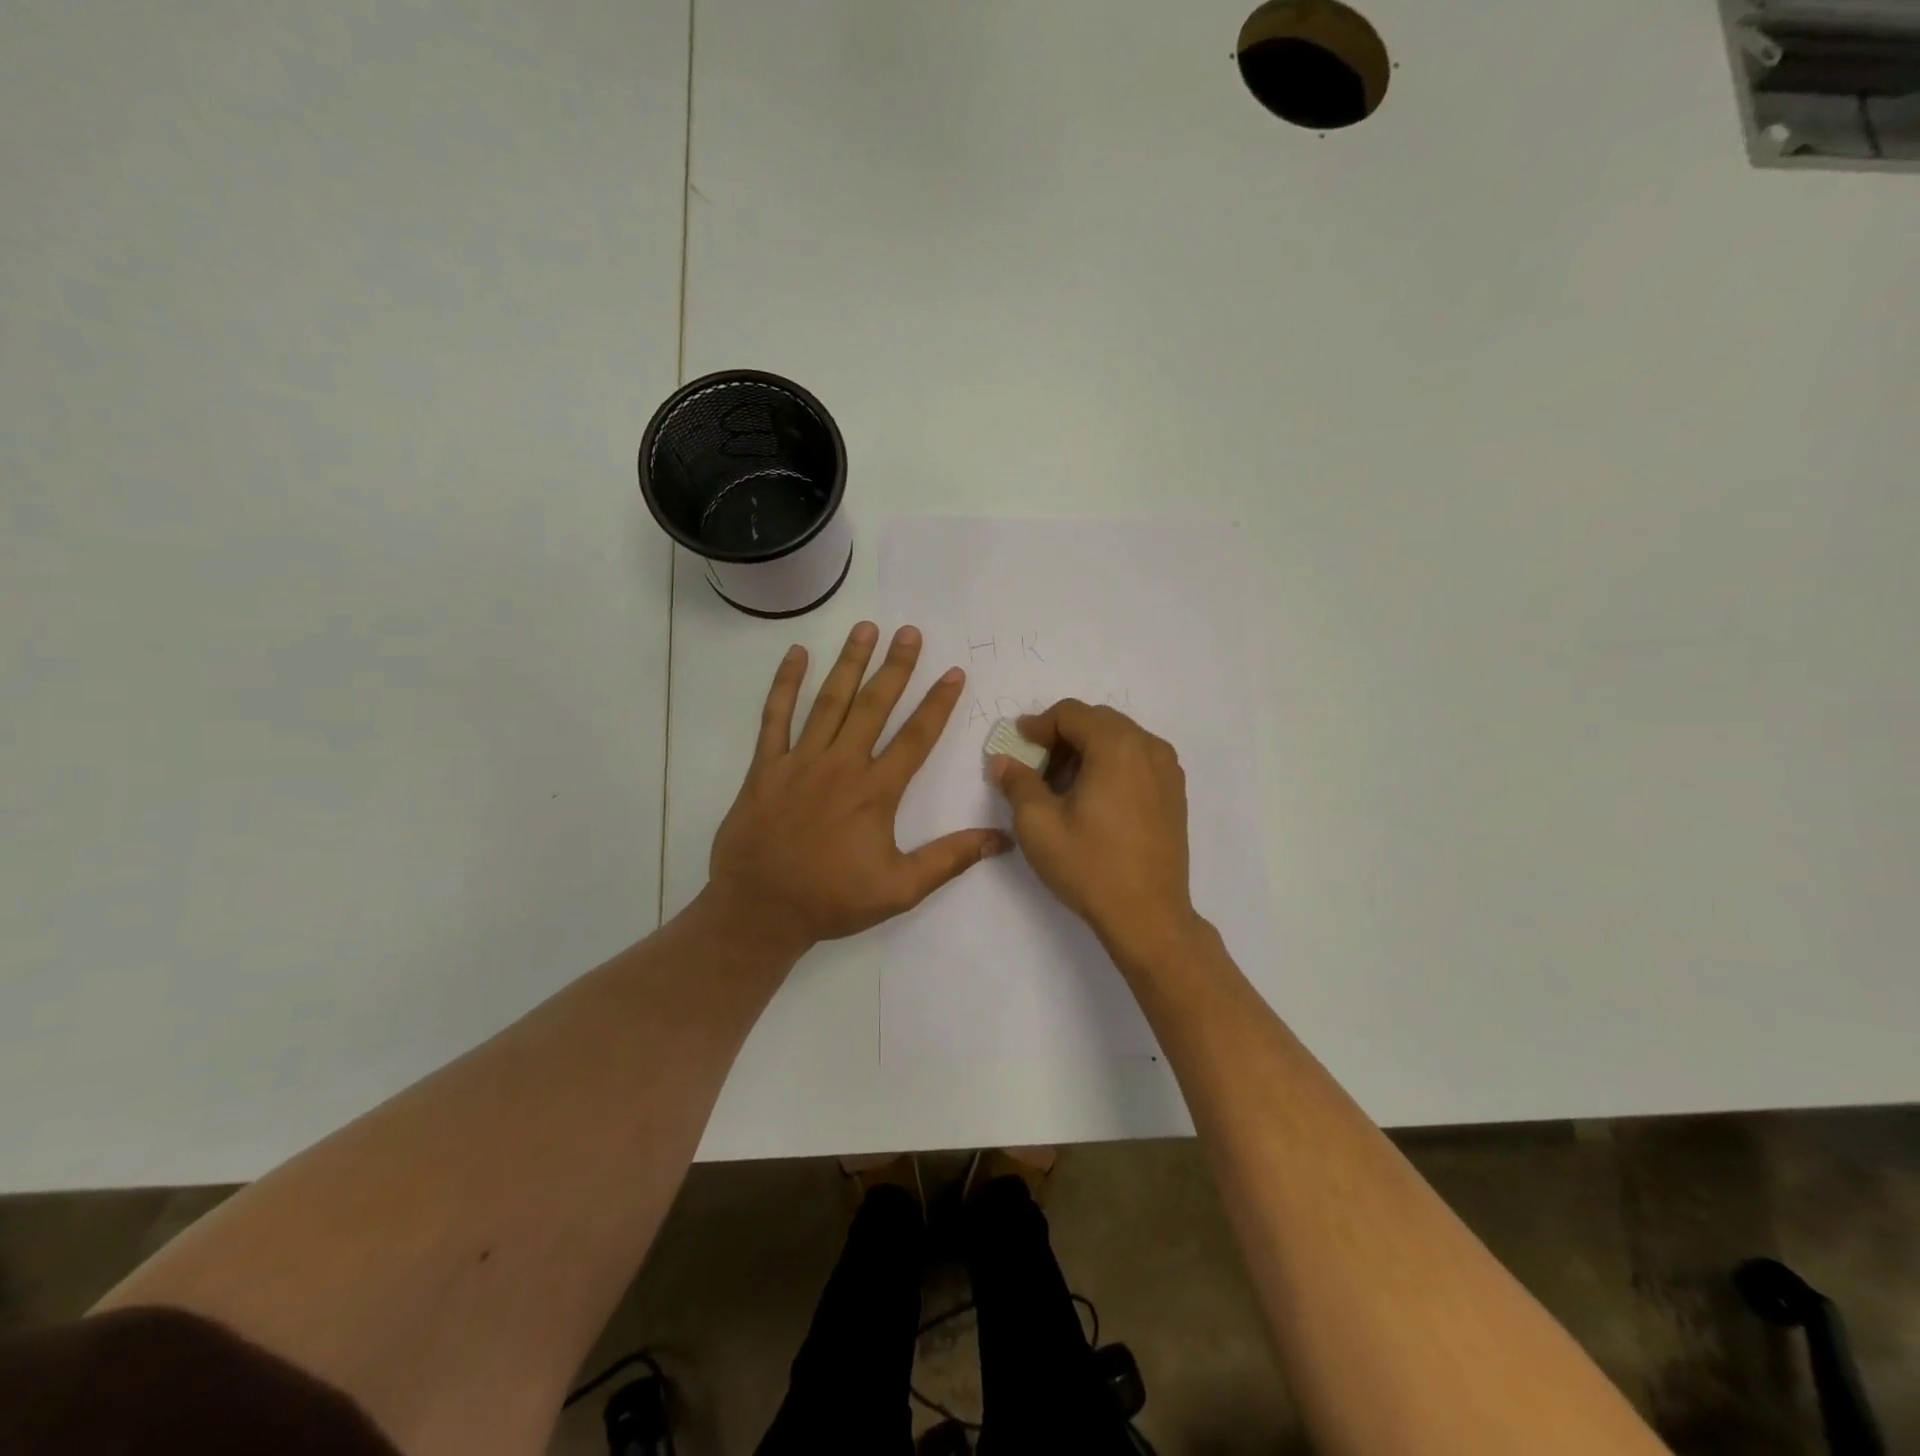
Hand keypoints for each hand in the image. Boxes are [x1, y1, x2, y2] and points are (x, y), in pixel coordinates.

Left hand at [708, 622, 1009, 954]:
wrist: (760, 911)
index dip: (938, 703)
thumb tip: (1001, 838)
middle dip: (895, 667)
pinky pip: (775, 717)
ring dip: (849, 663)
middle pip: (873, 706)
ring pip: (829, 702)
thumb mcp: (900, 890)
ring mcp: (799, 761)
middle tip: (910, 632)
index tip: (953, 672)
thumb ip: (950, 859)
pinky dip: (785, 684)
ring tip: (865, 628)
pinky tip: (796, 654)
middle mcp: (840, 765)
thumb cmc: (832, 900)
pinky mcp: (766, 767)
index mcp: (875, 791)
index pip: (915, 737)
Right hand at [989, 699, 1199, 960]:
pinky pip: (1137, 760)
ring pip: (1119, 740)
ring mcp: (1168, 770)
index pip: (1071, 713)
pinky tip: (1092, 798)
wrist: (1148, 915)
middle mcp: (1149, 747)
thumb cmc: (1089, 865)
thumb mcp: (1038, 824)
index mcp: (1117, 745)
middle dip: (1062, 737)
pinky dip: (1110, 765)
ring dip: (1087, 750)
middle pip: (1097, 721)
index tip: (1017, 745)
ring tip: (1061, 785)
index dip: (1038, 725)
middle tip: (1035, 766)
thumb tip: (1003, 760)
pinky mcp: (1174, 793)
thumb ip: (1017, 782)